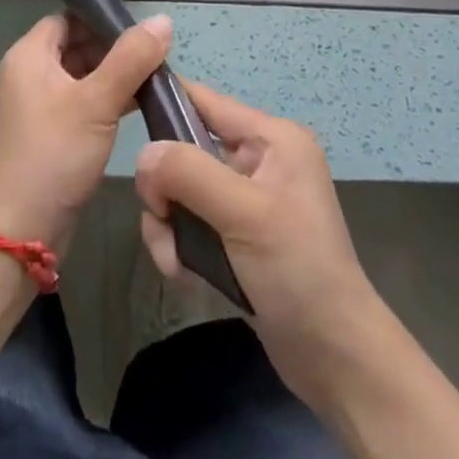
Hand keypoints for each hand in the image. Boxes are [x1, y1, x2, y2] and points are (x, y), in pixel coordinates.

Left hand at [0, 12, 171, 249]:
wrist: (24, 228)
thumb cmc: (55, 153)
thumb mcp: (97, 101)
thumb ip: (131, 58)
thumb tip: (163, 20)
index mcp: (29, 55)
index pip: (70, 18)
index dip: (104, 19)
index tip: (143, 29)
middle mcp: (30, 73)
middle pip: (78, 44)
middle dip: (116, 48)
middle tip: (157, 55)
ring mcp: (40, 104)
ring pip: (84, 74)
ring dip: (117, 75)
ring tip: (157, 77)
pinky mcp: (52, 130)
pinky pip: (83, 100)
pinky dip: (109, 98)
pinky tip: (142, 104)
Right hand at [134, 81, 386, 411]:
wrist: (334, 357)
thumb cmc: (297, 271)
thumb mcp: (244, 214)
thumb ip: (190, 174)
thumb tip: (144, 154)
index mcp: (271, 138)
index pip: (205, 101)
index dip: (165, 103)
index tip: (124, 121)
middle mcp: (258, 159)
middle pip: (185, 150)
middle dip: (165, 188)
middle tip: (163, 219)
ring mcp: (246, 199)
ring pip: (180, 191)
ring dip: (169, 225)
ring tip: (176, 263)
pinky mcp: (236, 235)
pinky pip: (190, 222)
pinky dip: (179, 245)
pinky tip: (185, 276)